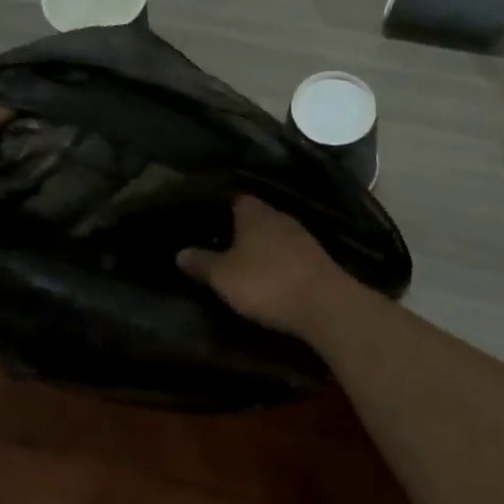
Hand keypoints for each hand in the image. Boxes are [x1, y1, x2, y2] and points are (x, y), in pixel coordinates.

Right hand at [176, 195, 351, 335]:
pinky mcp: (318, 258)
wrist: (324, 304)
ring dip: (262, 245)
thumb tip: (179, 252)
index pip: (237, 199)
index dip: (222, 207)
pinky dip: (279, 261)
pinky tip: (271, 274)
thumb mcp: (223, 276)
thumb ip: (202, 263)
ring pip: (275, 234)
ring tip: (244, 260)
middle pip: (257, 216)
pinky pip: (291, 253)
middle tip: (221, 242)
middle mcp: (280, 217)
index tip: (207, 219)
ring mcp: (303, 237)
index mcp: (255, 213)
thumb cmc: (266, 282)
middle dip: (241, 228)